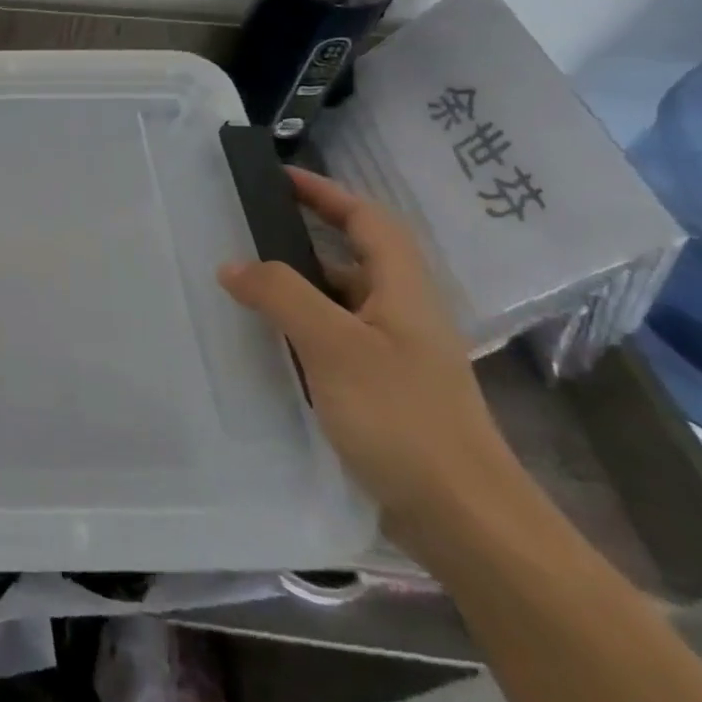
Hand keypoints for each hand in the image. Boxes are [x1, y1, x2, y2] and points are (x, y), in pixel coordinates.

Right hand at [218, 168, 530, 554]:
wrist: (468, 523)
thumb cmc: (404, 420)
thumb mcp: (334, 346)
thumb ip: (281, 295)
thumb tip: (233, 264)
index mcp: (404, 293)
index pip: (369, 222)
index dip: (328, 194)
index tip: (280, 178)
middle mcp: (403, 318)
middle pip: (353, 260)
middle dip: (301, 241)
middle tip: (244, 234)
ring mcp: (395, 359)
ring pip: (339, 305)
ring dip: (295, 290)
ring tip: (240, 289)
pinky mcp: (383, 395)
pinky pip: (332, 343)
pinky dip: (298, 332)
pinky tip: (266, 348)